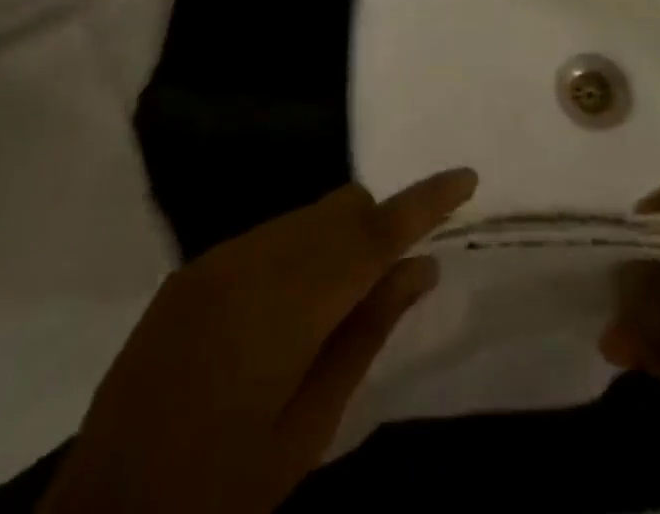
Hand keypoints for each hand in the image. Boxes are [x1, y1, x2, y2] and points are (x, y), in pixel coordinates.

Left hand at [41, 167, 477, 513]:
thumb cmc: (218, 492)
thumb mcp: (308, 429)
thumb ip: (367, 334)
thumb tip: (420, 268)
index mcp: (287, 304)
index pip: (374, 233)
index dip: (425, 201)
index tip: (467, 177)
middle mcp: (252, 259)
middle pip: (340, 207)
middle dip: (377, 229)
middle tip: (389, 284)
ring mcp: (216, 258)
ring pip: (305, 215)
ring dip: (337, 241)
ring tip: (332, 310)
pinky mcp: (192, 269)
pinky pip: (268, 235)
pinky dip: (297, 252)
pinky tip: (284, 314)